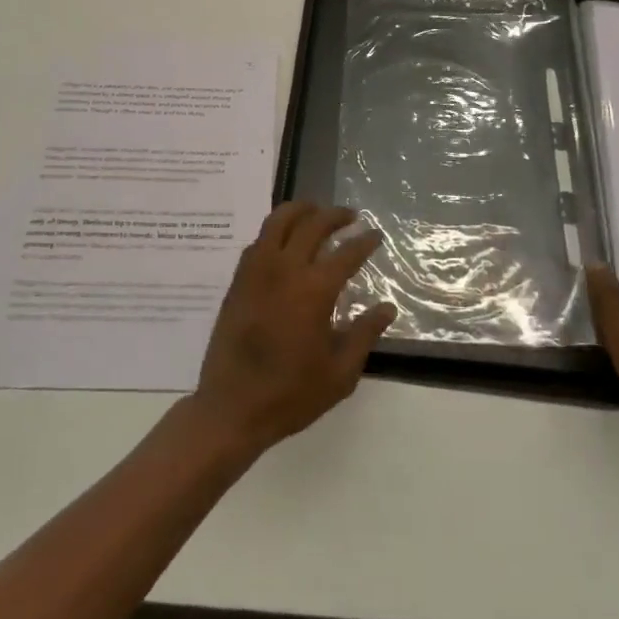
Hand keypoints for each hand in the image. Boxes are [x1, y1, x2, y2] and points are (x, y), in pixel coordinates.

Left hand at [188, 202, 395, 454]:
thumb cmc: (291, 395)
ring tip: (316, 212)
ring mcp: (256, 271)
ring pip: (278, 221)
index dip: (365, 242)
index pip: (346, 253)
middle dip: (335, 215)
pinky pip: (258, 241)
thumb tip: (387, 308)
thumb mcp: (340, 373)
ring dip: (301, 210)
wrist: (232, 408)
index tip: (376, 235)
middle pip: (312, 224)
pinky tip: (285, 241)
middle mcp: (284, 270)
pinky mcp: (238, 280)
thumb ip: (364, 334)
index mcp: (314, 291)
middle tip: (350, 216)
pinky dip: (275, 231)